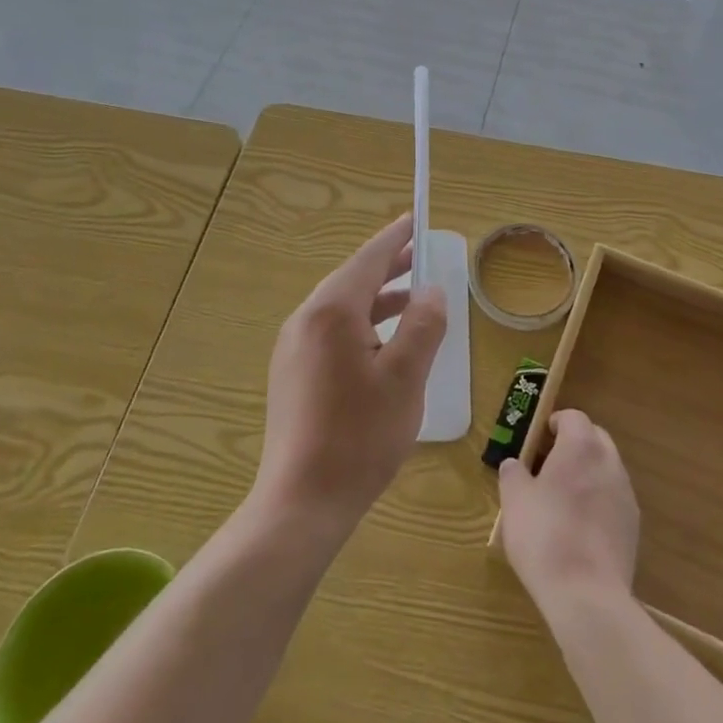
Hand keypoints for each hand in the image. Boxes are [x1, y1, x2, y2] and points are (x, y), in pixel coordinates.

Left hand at [252, 214, 447, 539]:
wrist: (302, 502)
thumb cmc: (360, 436)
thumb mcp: (406, 377)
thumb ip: (423, 325)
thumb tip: (430, 291)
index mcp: (332, 312)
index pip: (368, 260)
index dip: (394, 239)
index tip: (414, 220)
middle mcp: (306, 320)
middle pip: (352, 280)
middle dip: (388, 268)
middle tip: (421, 256)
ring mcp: (294, 348)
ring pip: (341, 308)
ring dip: (377, 299)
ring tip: (413, 299)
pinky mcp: (292, 373)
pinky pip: (331, 332)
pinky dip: (361, 324)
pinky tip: (384, 343)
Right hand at [498, 410, 639, 611]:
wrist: (587, 596)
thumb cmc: (544, 536)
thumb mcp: (514, 501)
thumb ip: (513, 474)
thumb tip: (514, 465)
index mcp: (581, 446)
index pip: (573, 416)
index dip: (555, 423)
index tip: (539, 440)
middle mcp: (609, 462)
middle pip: (594, 438)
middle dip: (574, 445)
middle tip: (549, 465)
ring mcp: (626, 494)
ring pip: (606, 468)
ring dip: (588, 473)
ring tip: (563, 499)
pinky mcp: (633, 526)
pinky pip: (614, 499)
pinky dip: (599, 502)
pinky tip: (580, 528)